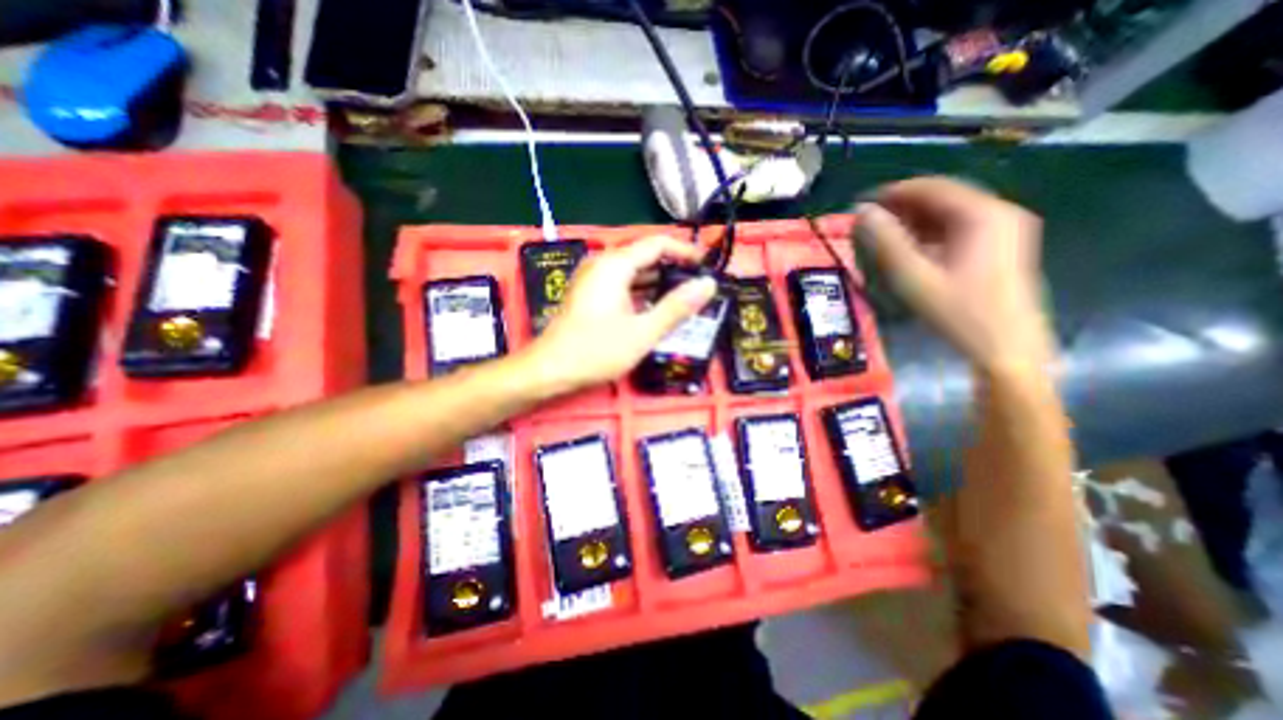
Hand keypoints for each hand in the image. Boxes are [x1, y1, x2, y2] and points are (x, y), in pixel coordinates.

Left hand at [523, 236, 720, 392]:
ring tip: (684, 299)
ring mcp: (593, 280)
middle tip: (699, 287)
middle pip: (645, 256)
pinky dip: (642, 293)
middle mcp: (602, 264)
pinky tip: (656, 309)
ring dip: (658, 283)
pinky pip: (622, 285)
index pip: (657, 244)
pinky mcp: (590, 295)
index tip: (707, 267)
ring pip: (634, 272)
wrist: (550, 370)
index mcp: (615, 265)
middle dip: (673, 269)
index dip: (685, 252)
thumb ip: (676, 307)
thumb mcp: (643, 332)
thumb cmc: (596, 350)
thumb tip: (708, 285)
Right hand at [860, 177, 1051, 374]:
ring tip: (884, 235)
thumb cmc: (958, 312)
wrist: (1007, 347)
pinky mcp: (1003, 246)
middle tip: (870, 222)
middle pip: (944, 197)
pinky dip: (932, 232)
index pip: (932, 187)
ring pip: (952, 212)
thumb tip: (863, 213)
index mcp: (982, 215)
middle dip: (904, 206)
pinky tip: (911, 247)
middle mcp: (999, 212)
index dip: (894, 192)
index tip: (862, 204)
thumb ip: (886, 242)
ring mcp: (1005, 229)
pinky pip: (961, 228)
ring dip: (916, 219)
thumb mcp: (914, 277)